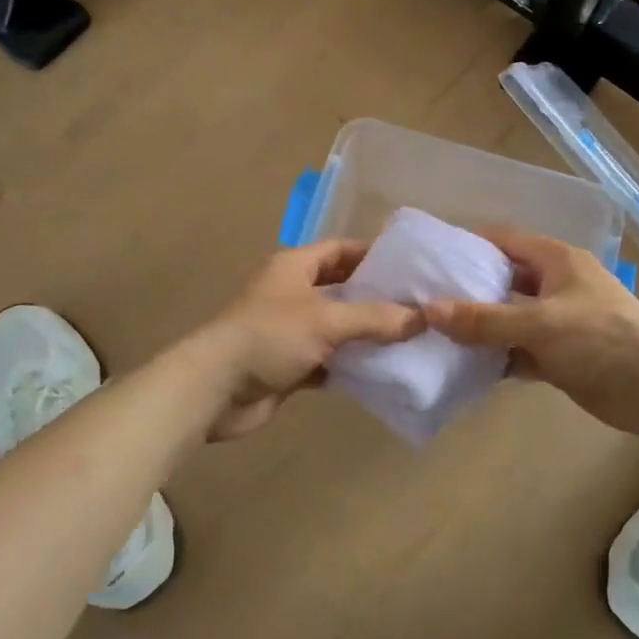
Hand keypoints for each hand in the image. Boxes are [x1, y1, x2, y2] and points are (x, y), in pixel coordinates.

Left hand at [193, 241, 422, 439]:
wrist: (216, 389)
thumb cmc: (270, 336)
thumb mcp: (326, 320)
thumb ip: (374, 317)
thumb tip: (422, 317)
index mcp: (294, 266)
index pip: (339, 249)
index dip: (372, 254)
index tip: (409, 266)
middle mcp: (291, 292)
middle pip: (340, 288)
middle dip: (374, 297)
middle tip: (416, 305)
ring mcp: (288, 330)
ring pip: (335, 326)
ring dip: (364, 334)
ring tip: (409, 338)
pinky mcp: (288, 364)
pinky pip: (327, 359)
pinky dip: (349, 364)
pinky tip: (381, 371)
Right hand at [422, 228, 638, 438]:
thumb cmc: (602, 339)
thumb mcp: (540, 323)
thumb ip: (485, 319)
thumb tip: (429, 311)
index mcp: (555, 260)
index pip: (503, 240)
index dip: (468, 243)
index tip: (429, 255)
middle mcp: (554, 285)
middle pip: (503, 279)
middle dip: (467, 289)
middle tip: (422, 298)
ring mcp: (557, 322)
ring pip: (509, 318)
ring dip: (479, 327)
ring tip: (433, 332)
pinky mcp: (560, 356)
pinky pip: (518, 350)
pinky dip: (496, 356)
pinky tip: (464, 365)